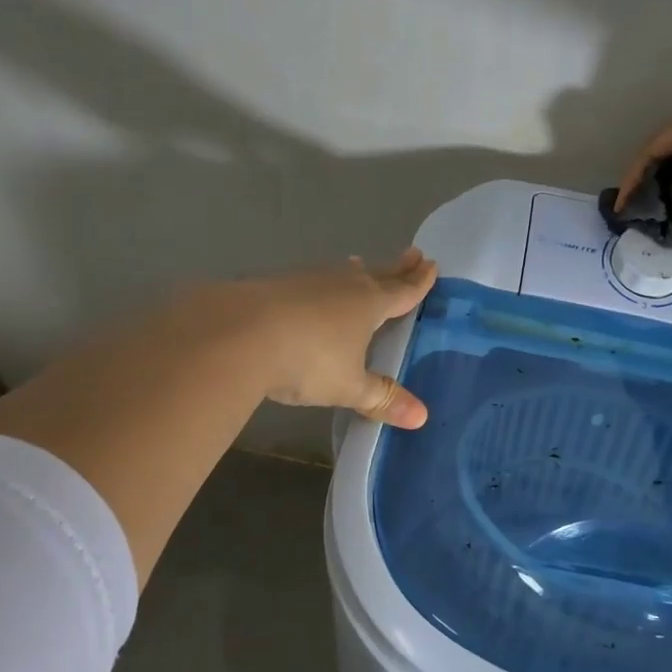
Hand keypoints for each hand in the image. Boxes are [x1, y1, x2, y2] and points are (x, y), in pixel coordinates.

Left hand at [238, 249, 438, 427]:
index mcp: (370, 304)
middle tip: (413, 253)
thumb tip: (421, 418)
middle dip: (397, 267)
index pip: (403, 291)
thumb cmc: (308, 360)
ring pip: (341, 273)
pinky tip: (311, 290)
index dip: (419, 282)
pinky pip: (310, 281)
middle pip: (377, 274)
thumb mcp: (349, 386)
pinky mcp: (276, 285)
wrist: (239, 333)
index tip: (432, 265)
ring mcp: (307, 281)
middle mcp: (343, 285)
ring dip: (355, 271)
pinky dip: (320, 283)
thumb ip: (382, 398)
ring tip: (360, 264)